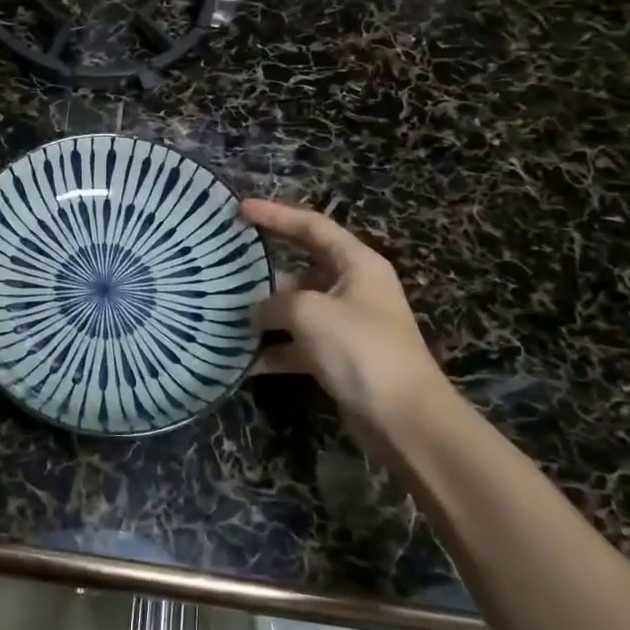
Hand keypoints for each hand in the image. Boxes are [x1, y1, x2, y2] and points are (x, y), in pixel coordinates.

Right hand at [242, 199, 454, 435]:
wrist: (404, 419)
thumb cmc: (360, 348)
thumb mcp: (309, 313)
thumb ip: (275, 303)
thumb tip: (254, 312)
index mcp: (357, 263)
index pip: (311, 226)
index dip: (275, 214)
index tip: (240, 210)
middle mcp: (353, 288)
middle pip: (301, 267)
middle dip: (264, 269)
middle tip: (226, 264)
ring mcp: (347, 324)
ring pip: (296, 309)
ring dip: (265, 314)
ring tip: (225, 312)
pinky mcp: (340, 358)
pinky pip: (298, 344)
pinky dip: (274, 350)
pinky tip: (243, 360)